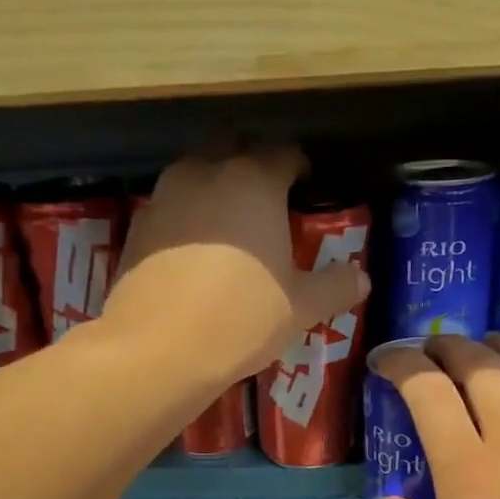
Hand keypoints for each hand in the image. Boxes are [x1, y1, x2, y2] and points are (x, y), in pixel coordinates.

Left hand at [102, 147, 369, 384]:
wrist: (159, 348)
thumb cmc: (241, 318)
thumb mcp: (300, 308)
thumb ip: (334, 287)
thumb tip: (362, 278)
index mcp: (254, 181)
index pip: (285, 155)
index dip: (299, 170)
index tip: (306, 190)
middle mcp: (207, 172)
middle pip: (235, 151)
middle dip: (253, 169)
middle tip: (268, 205)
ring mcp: (165, 195)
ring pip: (197, 175)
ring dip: (215, 190)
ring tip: (229, 229)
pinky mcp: (137, 225)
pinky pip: (170, 208)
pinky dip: (186, 220)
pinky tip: (193, 255)